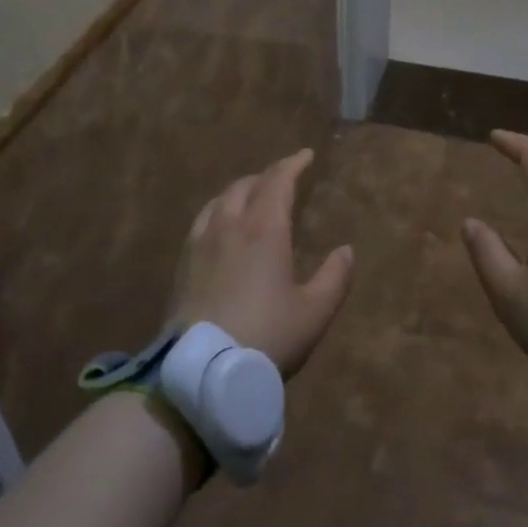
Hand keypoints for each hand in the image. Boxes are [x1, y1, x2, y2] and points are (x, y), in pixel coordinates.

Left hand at [170, 149, 353, 377]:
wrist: (203, 371)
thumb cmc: (267, 337)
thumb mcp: (314, 312)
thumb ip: (335, 277)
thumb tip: (346, 250)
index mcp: (264, 229)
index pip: (277, 181)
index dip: (293, 164)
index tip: (306, 155)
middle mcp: (229, 225)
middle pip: (245, 185)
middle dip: (266, 176)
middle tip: (282, 180)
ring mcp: (200, 243)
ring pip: (219, 200)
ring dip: (239, 191)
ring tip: (251, 199)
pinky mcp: (182, 264)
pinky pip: (202, 221)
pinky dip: (218, 211)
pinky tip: (220, 229)